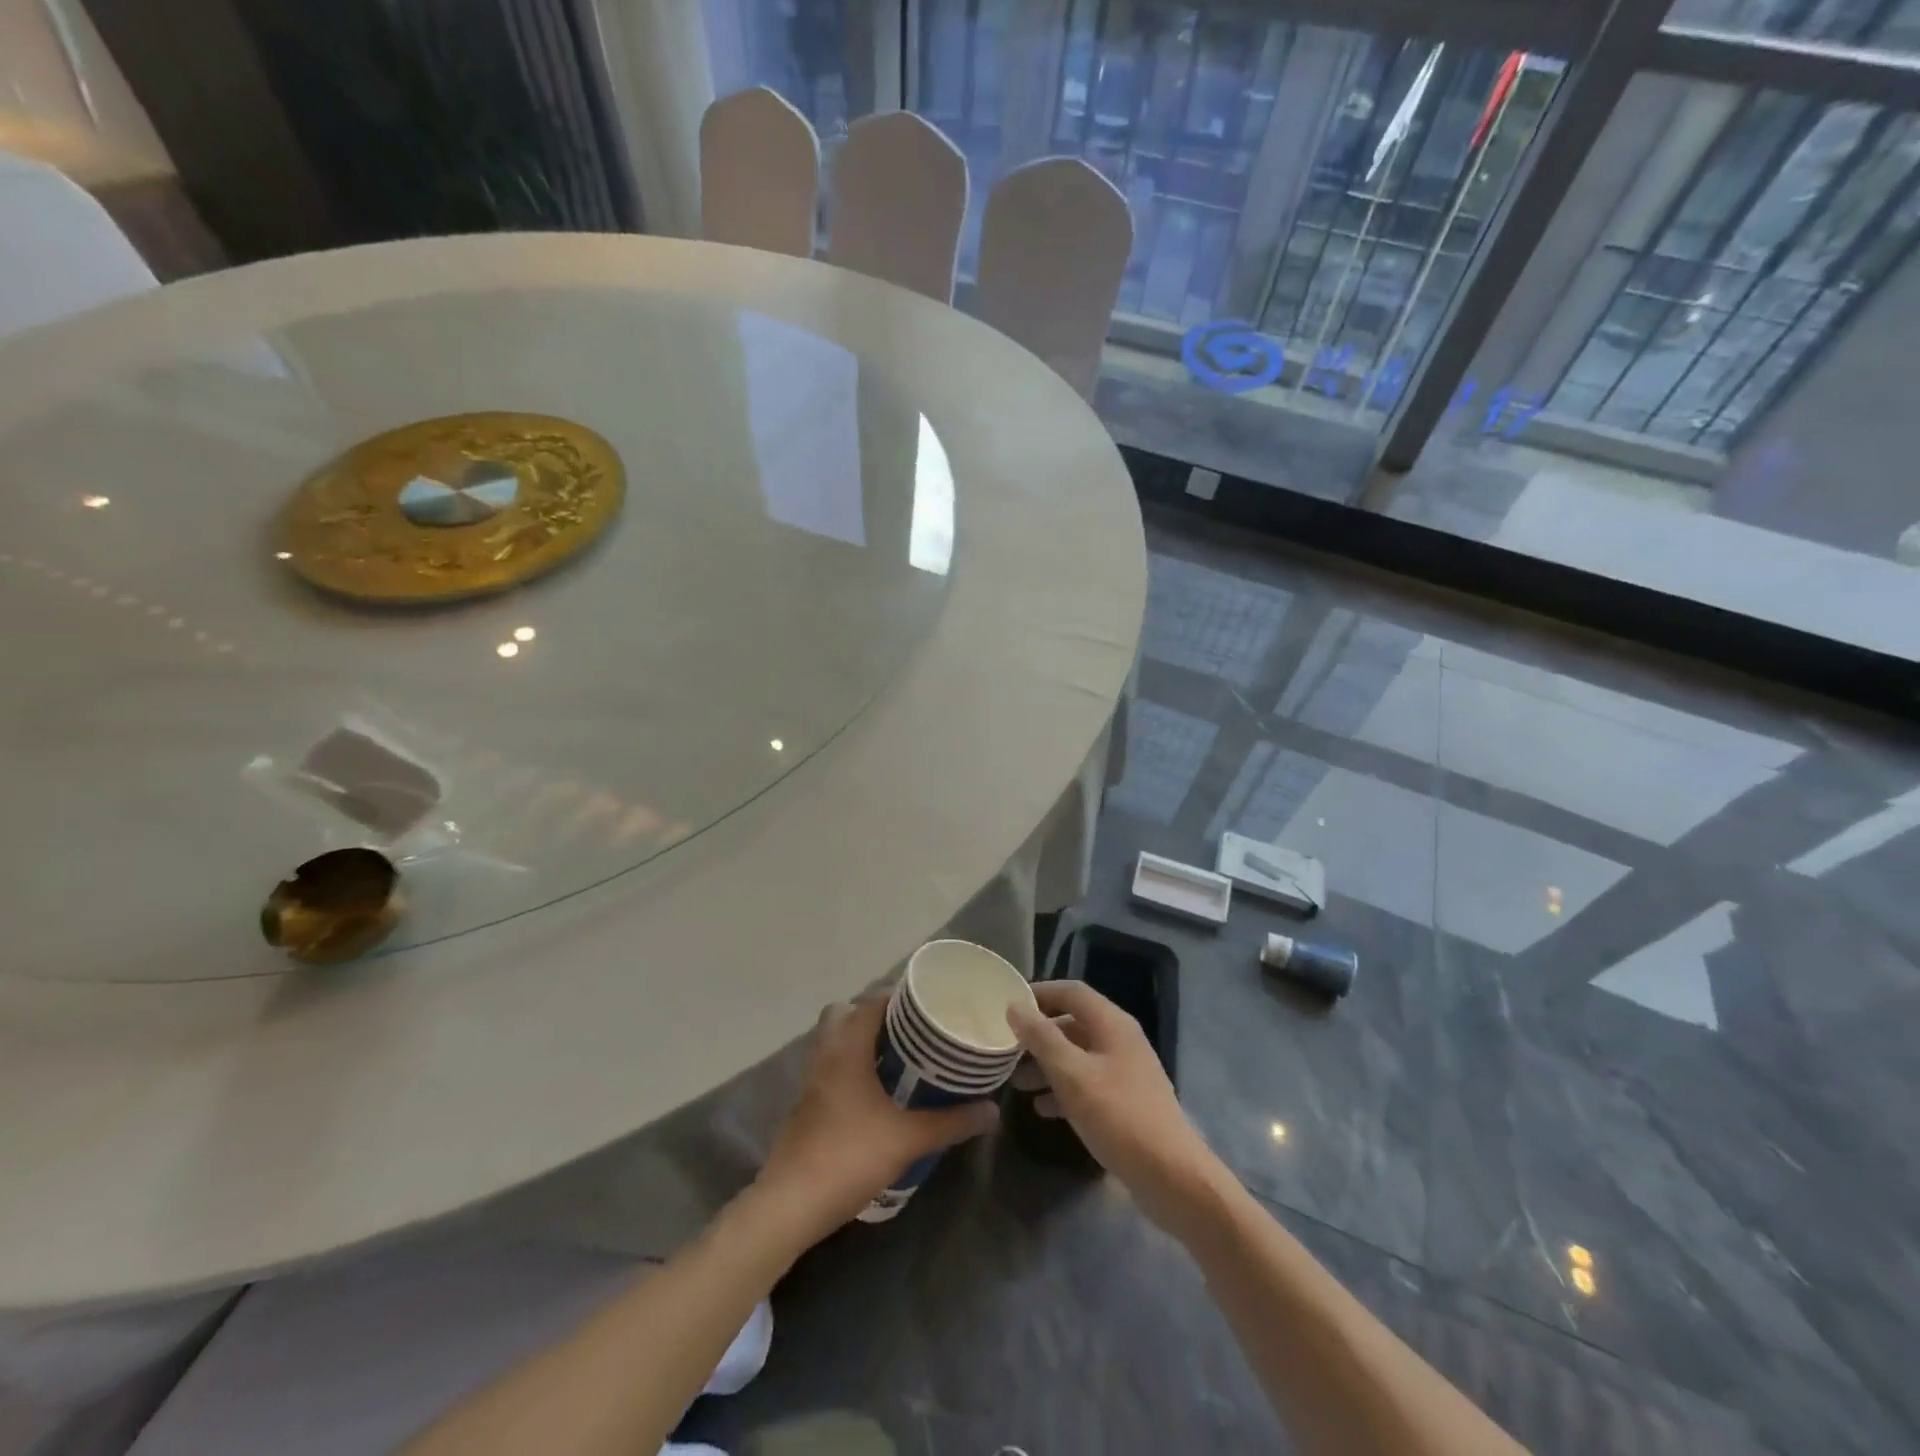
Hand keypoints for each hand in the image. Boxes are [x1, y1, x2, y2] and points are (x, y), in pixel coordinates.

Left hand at [753, 996, 998, 1240]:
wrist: (791, 1205)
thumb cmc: (849, 1157)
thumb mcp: (908, 1140)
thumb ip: (950, 1122)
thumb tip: (992, 1110)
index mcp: (847, 1049)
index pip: (870, 1003)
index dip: (898, 998)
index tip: (926, 1004)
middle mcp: (825, 1056)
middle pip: (843, 1014)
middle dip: (872, 1016)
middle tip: (908, 1031)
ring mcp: (811, 1082)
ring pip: (833, 1043)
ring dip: (859, 1043)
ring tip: (897, 1059)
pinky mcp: (806, 1107)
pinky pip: (829, 1069)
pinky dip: (850, 1069)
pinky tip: (874, 1093)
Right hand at [1007, 981, 1225, 1234]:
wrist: (1172, 1177)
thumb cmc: (1118, 1117)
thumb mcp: (1072, 1075)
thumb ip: (1042, 1038)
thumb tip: (1015, 1006)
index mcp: (1112, 1024)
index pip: (1071, 991)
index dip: (1039, 993)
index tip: (1008, 1005)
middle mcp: (1120, 1040)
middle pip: (1073, 1023)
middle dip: (1039, 1034)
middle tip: (1007, 1048)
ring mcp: (1126, 1071)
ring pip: (1078, 1055)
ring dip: (1047, 1064)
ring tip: (1016, 1082)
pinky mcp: (1126, 1102)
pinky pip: (1088, 1083)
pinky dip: (1063, 1089)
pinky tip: (1042, 1109)